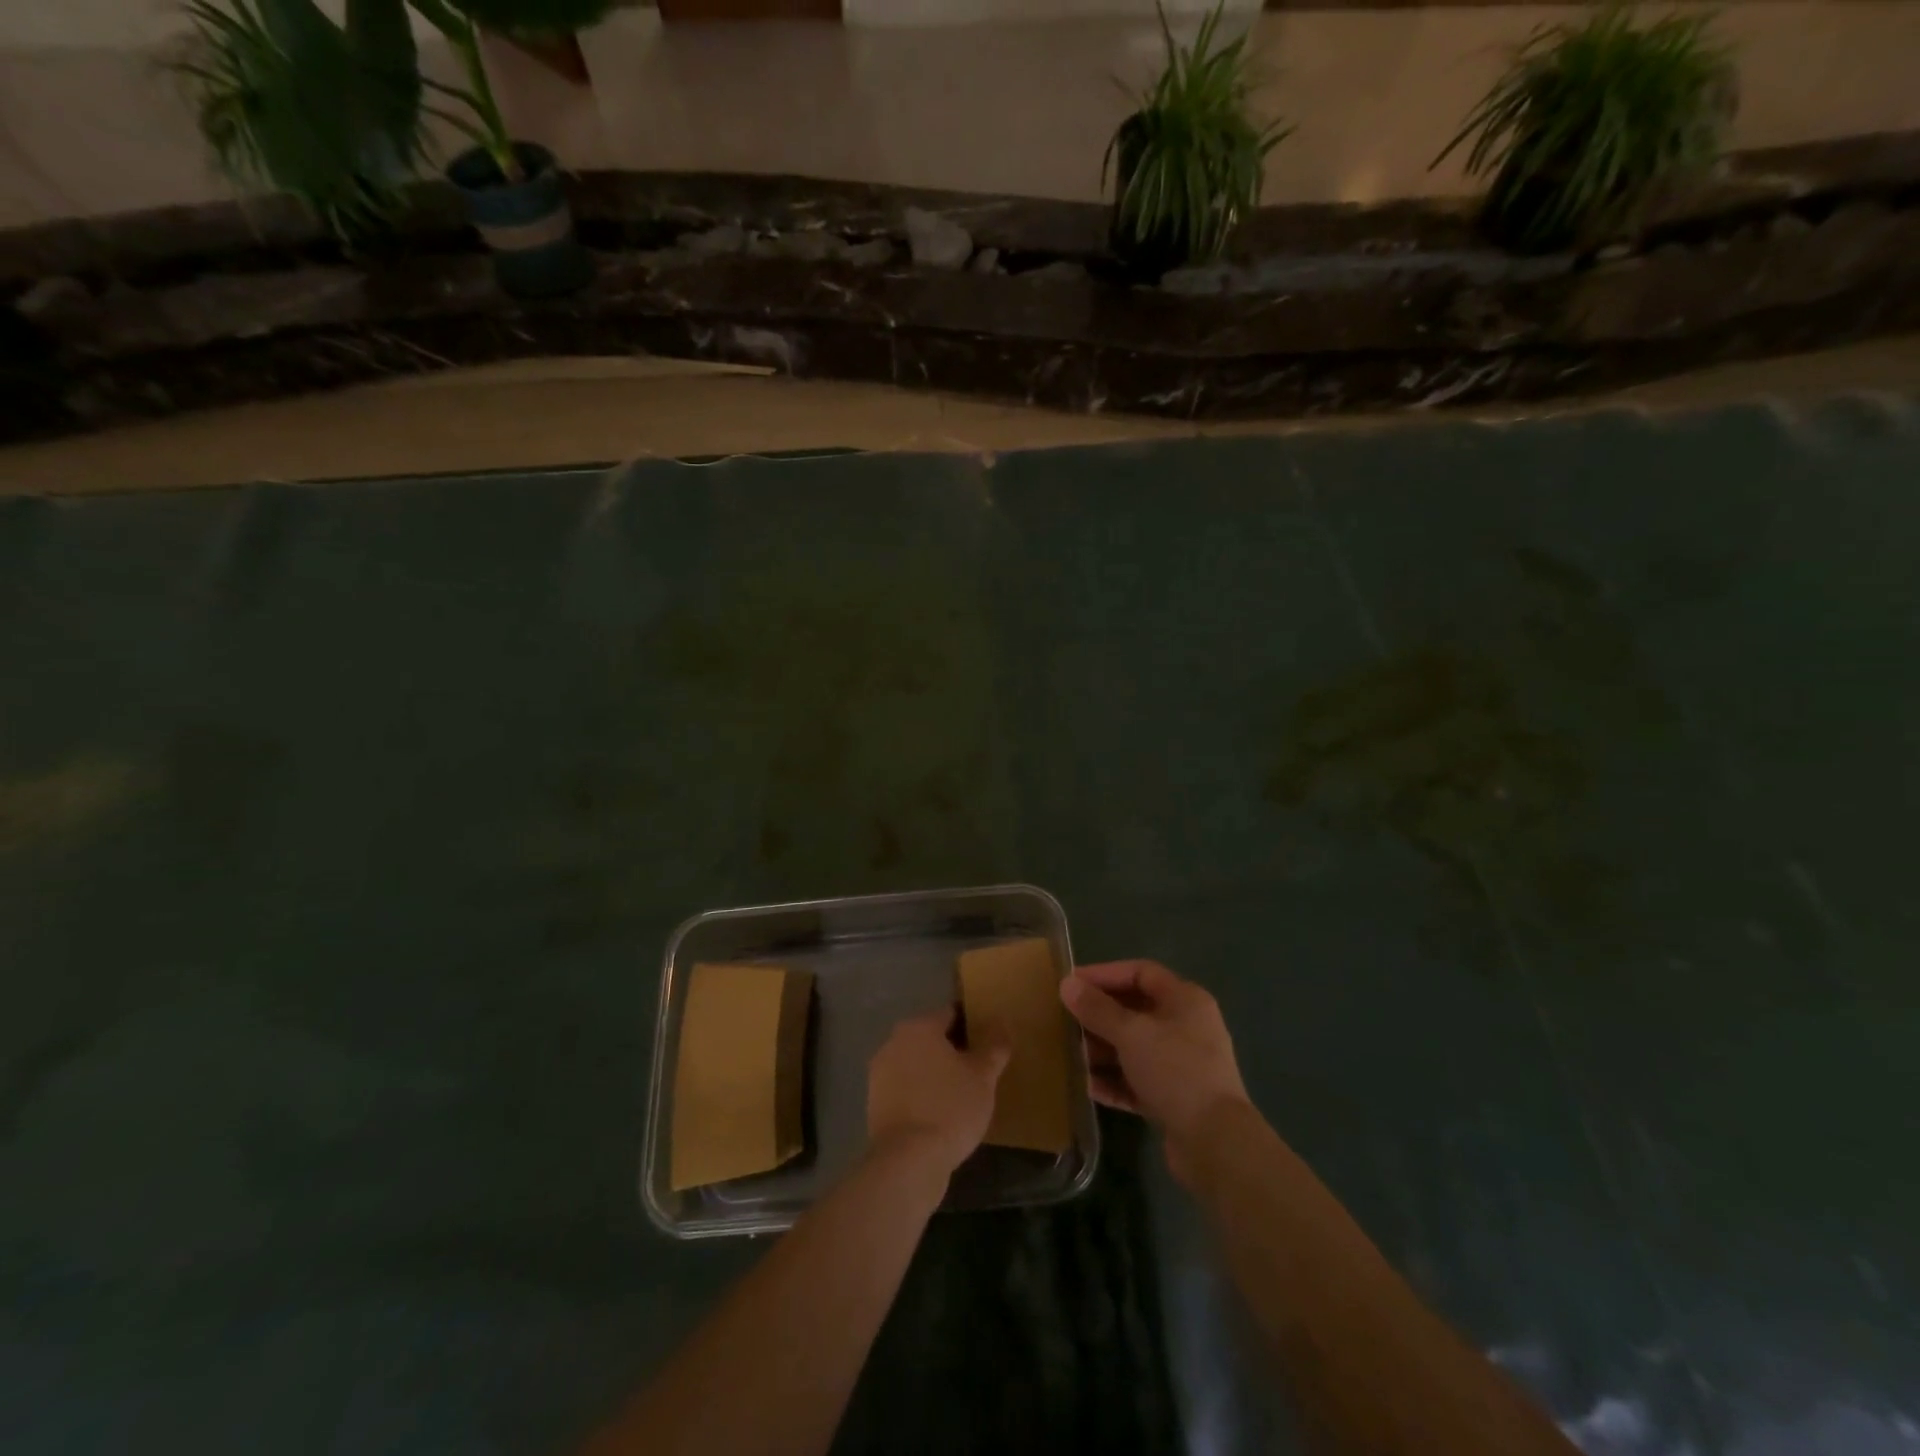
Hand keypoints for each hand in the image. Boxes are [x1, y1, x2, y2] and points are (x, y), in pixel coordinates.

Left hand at [865, 1008, 1010, 1180]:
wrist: (908, 1161)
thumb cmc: (950, 1108)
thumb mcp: (983, 1076)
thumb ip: (994, 1046)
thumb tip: (1002, 1021)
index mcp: (919, 1027)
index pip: (950, 1014)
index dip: (971, 1026)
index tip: (988, 1044)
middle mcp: (894, 1041)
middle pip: (930, 1038)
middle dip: (952, 1050)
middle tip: (978, 1071)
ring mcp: (879, 1073)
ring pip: (916, 1064)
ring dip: (934, 1073)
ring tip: (960, 1095)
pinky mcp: (874, 1103)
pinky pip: (905, 1089)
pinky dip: (920, 1094)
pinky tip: (939, 1114)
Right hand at [1060, 961, 1249, 1178]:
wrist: (1216, 1144)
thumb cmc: (1175, 1072)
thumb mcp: (1131, 1034)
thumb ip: (1097, 1009)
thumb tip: (1067, 983)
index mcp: (1185, 1000)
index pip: (1140, 972)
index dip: (1104, 974)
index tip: (1071, 983)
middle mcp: (1187, 1026)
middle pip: (1135, 1010)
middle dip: (1099, 1016)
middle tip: (1065, 1021)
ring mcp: (1182, 1064)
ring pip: (1134, 1047)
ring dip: (1103, 1050)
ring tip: (1071, 1056)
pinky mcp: (1175, 1098)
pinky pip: (1138, 1080)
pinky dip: (1115, 1081)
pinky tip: (1088, 1088)